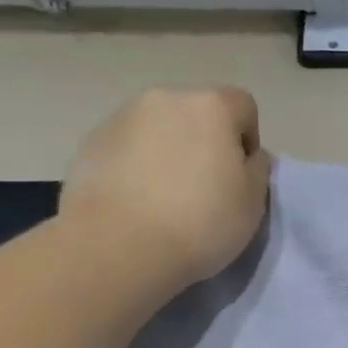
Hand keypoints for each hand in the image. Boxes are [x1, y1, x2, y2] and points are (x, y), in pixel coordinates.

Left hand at [60, 87, 271, 303]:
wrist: (117, 248)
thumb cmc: (200, 221)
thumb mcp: (253, 202)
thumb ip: (257, 169)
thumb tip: (247, 157)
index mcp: (211, 106)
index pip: (243, 106)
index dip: (247, 140)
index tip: (239, 177)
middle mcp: (164, 99)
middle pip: (197, 113)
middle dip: (205, 142)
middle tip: (204, 187)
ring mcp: (121, 118)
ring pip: (159, 128)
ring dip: (168, 151)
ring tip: (165, 197)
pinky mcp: (90, 144)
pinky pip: (127, 148)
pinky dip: (136, 165)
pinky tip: (136, 202)